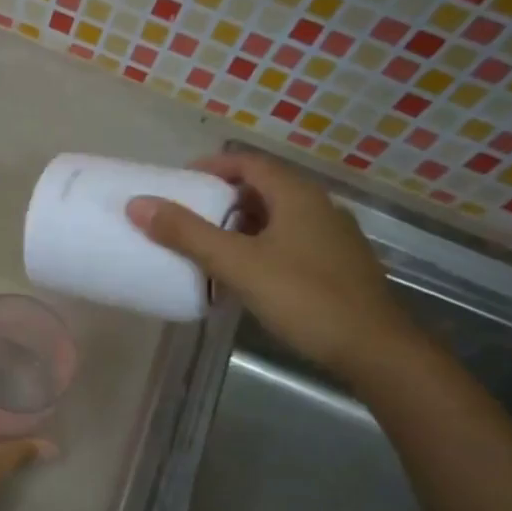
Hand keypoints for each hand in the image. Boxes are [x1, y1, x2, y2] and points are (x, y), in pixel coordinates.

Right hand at [126, 151, 421, 381]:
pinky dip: (258, 246)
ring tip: (205, 246)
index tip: (178, 182)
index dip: (211, 167)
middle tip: (185, 216)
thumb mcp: (237, 264)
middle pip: (261, 188)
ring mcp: (330, 236)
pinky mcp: (334, 264)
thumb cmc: (304, 297)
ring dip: (239, 225)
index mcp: (296, 195)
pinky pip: (287, 241)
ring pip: (275, 217)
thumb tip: (138, 204)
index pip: (248, 162)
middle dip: (221, 198)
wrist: (373, 348)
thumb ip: (187, 234)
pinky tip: (242, 274)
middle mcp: (317, 206)